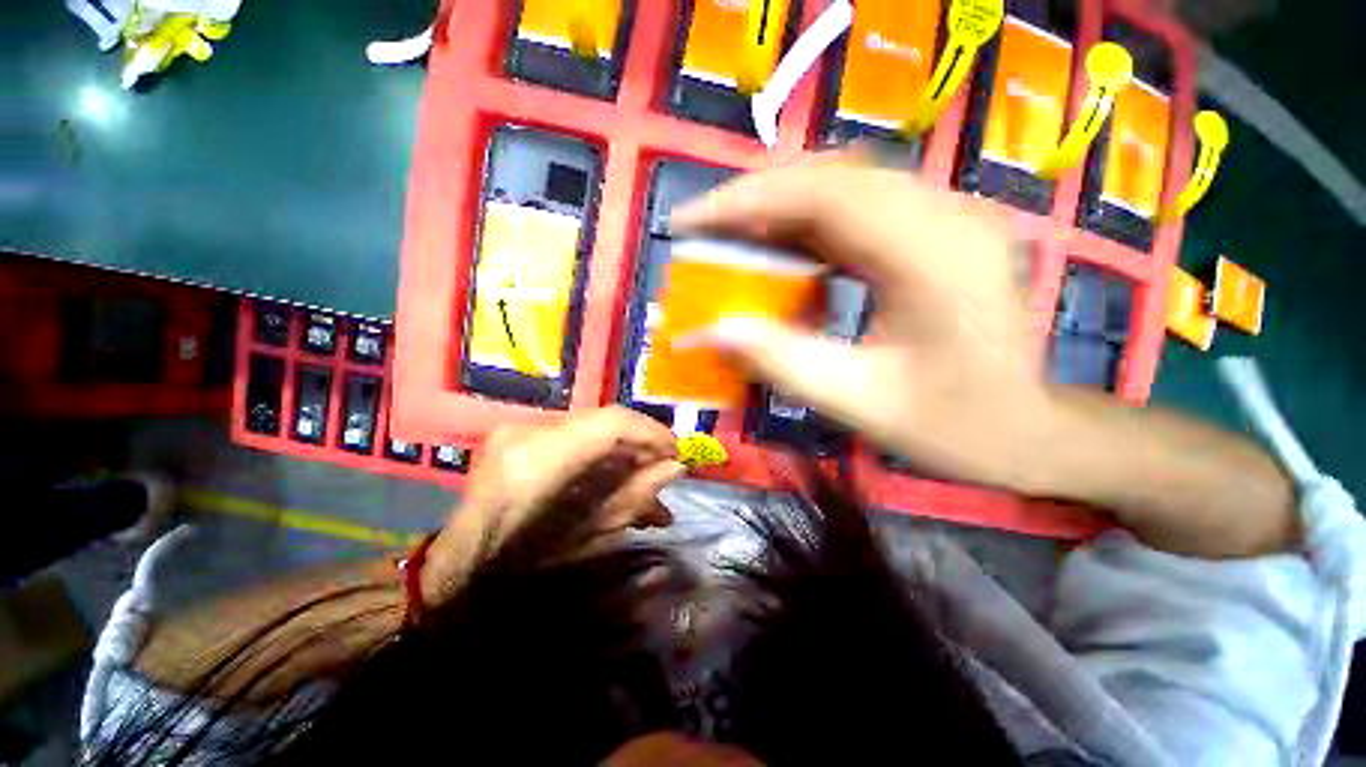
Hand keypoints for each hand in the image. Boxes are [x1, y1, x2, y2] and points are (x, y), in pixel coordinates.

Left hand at [421, 407, 685, 603]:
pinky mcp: (519, 435)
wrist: (459, 569)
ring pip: (592, 427)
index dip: (651, 432)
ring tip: (647, 478)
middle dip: (642, 443)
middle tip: (665, 468)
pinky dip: (602, 452)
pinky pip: (576, 435)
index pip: (610, 423)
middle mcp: (527, 432)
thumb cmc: (519, 569)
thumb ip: (635, 498)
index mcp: (538, 462)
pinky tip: (619, 475)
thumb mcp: (588, 539)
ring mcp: (519, 430)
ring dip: (625, 449)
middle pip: (603, 421)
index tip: (676, 452)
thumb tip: (675, 468)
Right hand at [672, 158, 1056, 490]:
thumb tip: (708, 332)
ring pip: (844, 184)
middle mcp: (946, 215)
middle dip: (755, 199)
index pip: (824, 195)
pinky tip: (782, 249)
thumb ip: (780, 361)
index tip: (689, 221)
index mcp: (933, 256)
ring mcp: (947, 215)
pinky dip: (808, 222)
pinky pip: (859, 207)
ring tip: (733, 238)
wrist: (1028, 430)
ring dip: (779, 207)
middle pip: (832, 176)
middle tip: (705, 229)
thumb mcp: (857, 402)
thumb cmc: (953, 426)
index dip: (746, 201)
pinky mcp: (938, 228)